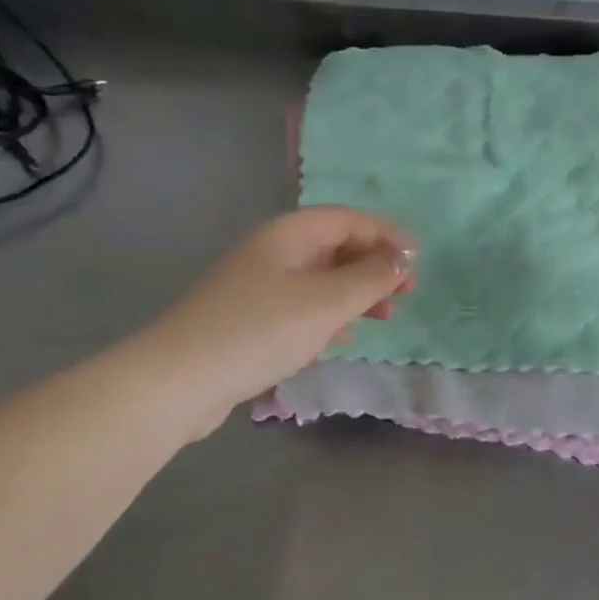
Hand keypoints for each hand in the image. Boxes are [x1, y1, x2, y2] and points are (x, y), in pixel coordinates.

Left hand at [150, 207, 413, 432]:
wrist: (180, 380)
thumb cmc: (260, 331)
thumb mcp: (326, 302)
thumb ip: (370, 278)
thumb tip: (403, 258)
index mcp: (288, 234)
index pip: (348, 219)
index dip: (386, 235)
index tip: (417, 262)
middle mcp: (273, 251)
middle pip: (335, 246)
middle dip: (374, 266)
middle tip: (406, 293)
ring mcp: (258, 286)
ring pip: (320, 278)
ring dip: (356, 293)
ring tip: (385, 318)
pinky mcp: (250, 318)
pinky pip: (302, 305)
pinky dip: (329, 315)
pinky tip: (342, 337)